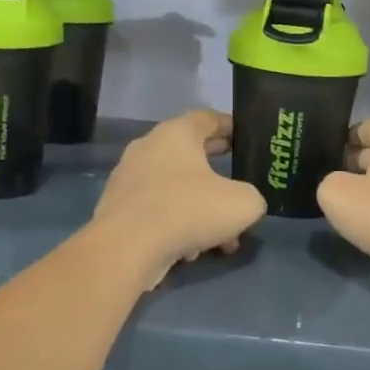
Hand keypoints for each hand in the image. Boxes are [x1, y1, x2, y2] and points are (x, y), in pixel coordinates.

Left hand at [92, 110, 266, 288]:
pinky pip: (157, 211)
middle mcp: (148, 148)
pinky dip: (177, 225)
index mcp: (176, 133)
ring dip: (200, 207)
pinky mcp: (117, 209)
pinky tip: (192, 251)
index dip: (229, 127)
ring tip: (222, 237)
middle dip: (217, 171)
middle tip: (238, 182)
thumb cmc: (188, 210)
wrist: (126, 248)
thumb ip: (251, 197)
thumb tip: (244, 202)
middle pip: (189, 153)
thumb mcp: (242, 203)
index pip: (206, 118)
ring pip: (175, 188)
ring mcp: (128, 179)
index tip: (245, 140)